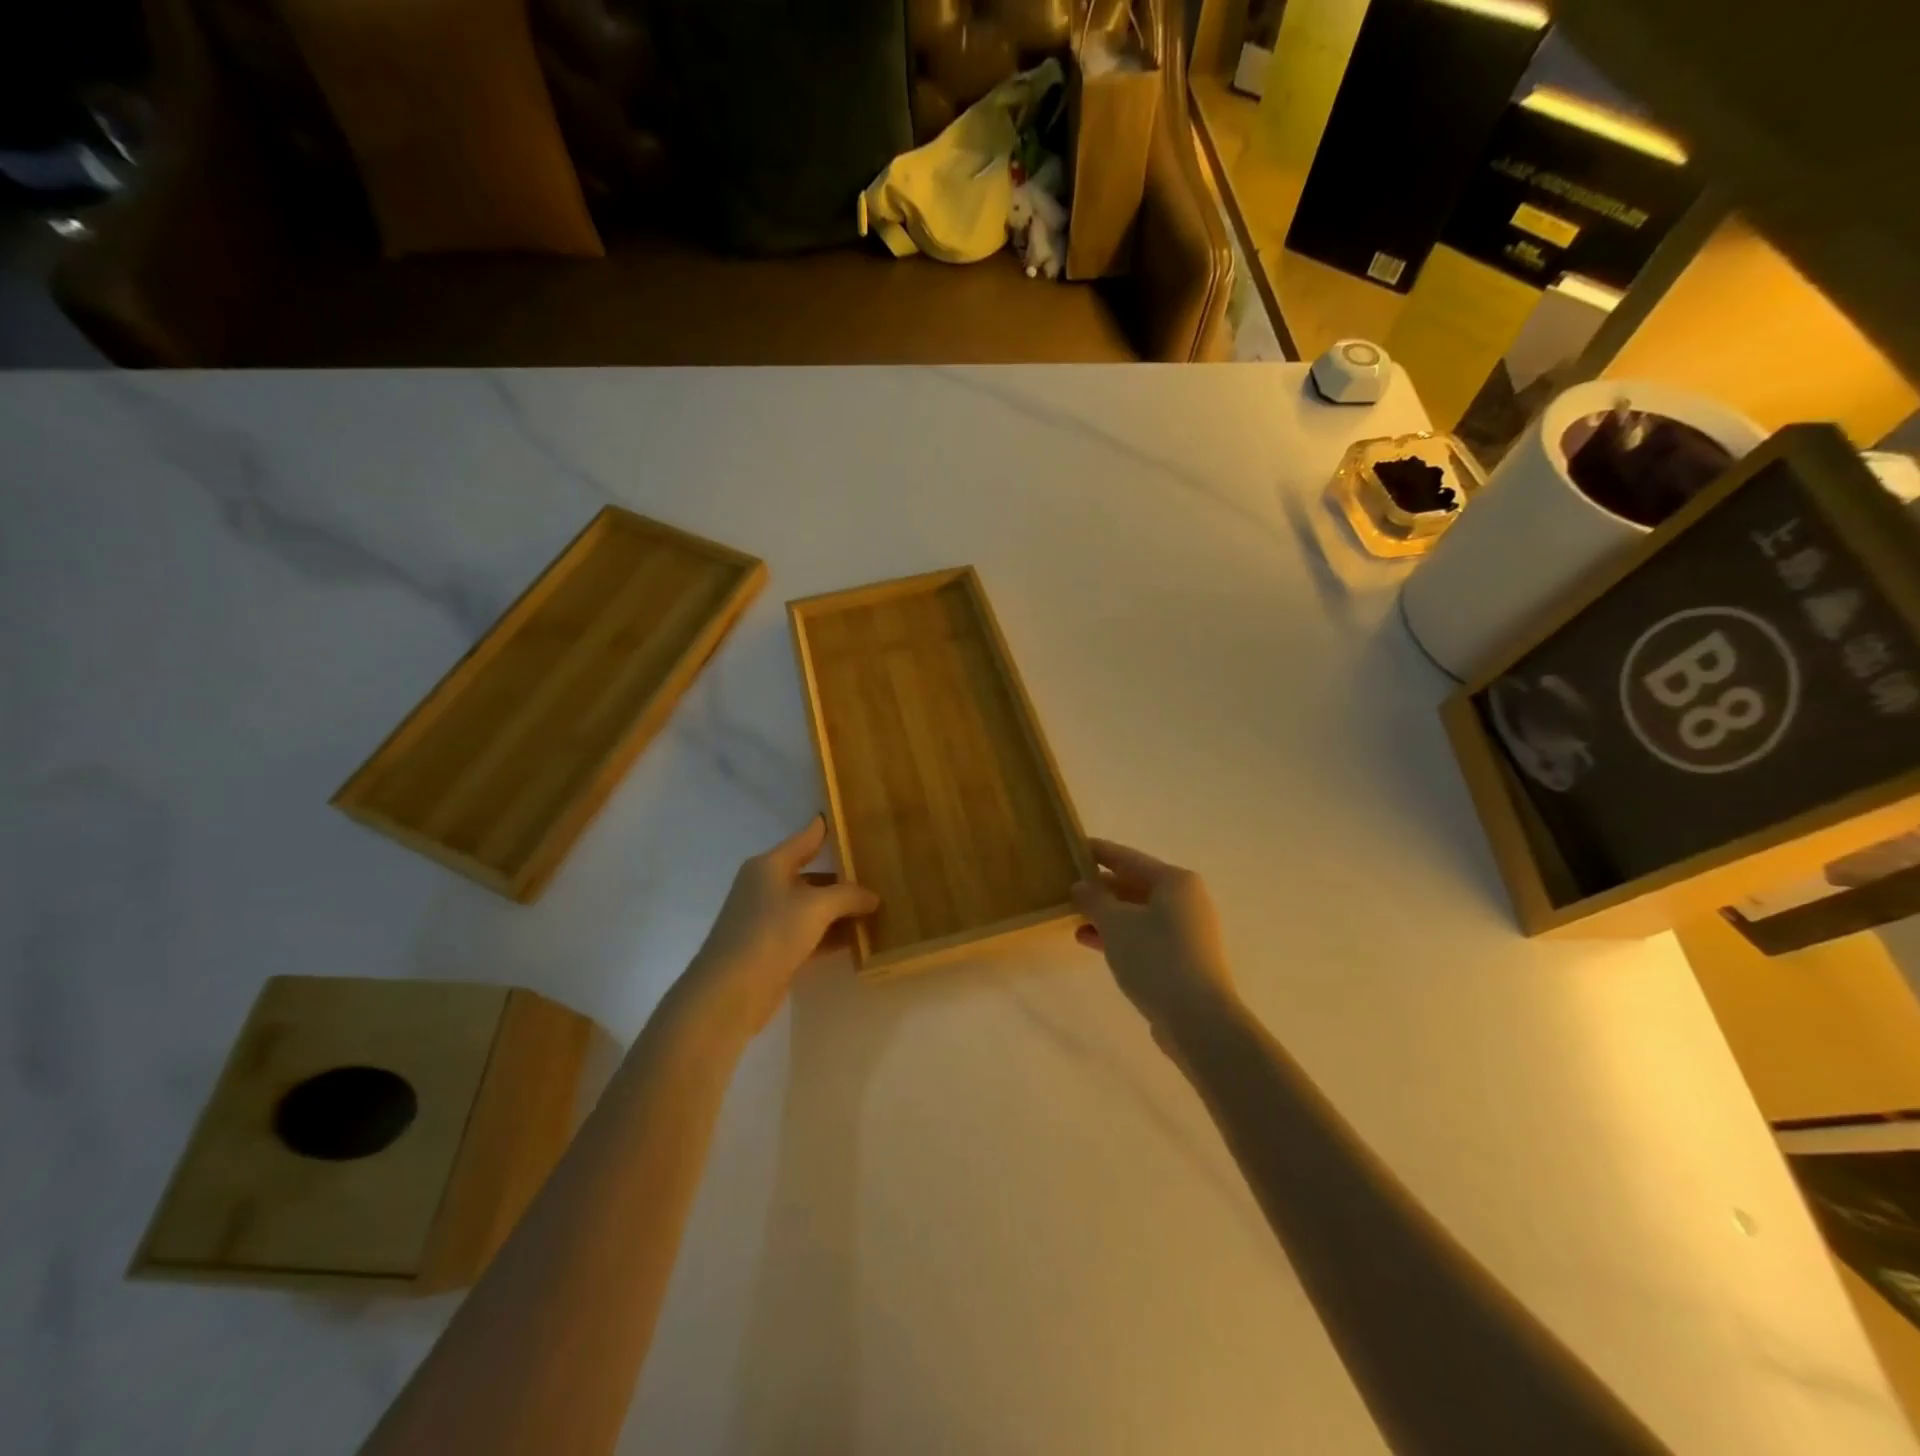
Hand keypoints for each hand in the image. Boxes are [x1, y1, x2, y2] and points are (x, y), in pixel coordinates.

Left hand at [684, 817, 879, 1035]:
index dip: (826, 828)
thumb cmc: (771, 932)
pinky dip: (832, 936)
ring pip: (813, 907)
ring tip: (878, 911)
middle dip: (844, 879)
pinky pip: (810, 934)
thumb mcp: (817, 906)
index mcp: (770, 865)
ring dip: (841, 911)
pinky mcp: (774, 950)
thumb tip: (872, 896)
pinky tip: (859, 940)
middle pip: (812, 875)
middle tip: (880, 876)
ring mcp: (768, 920)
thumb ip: (848, 896)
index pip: (805, 838)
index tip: (849, 819)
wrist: (729, 992)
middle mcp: (767, 887)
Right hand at [1071, 838, 1237, 1031]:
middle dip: (1101, 888)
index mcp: (1175, 881)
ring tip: (1073, 917)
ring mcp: (1188, 931)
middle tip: (1067, 886)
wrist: (1198, 1019)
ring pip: (1138, 913)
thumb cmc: (1156, 958)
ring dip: (1107, 915)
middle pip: (1135, 884)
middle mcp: (1186, 900)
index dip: (1098, 852)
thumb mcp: (1115, 923)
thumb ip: (1093, 899)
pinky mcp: (1184, 959)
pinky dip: (1120, 935)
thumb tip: (1081, 886)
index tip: (1072, 847)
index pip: (1127, 857)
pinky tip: (1090, 941)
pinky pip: (1145, 936)